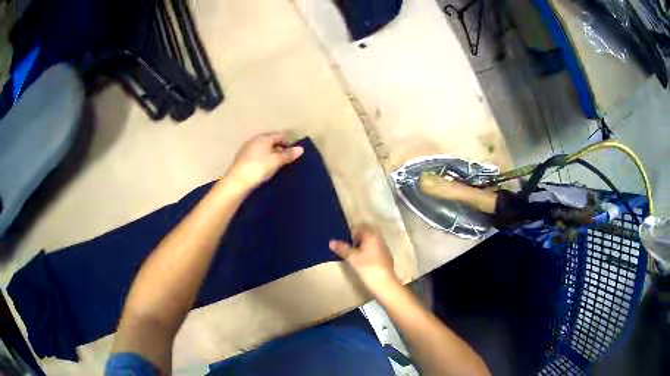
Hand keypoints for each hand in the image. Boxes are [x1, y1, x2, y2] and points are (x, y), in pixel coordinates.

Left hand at [226, 132, 303, 190]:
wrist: (237, 181)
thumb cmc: (259, 168)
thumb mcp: (277, 161)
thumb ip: (288, 155)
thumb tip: (301, 149)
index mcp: (264, 137)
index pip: (280, 135)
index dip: (288, 143)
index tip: (293, 154)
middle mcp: (255, 140)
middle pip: (271, 141)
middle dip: (280, 149)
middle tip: (286, 161)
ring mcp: (247, 149)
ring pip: (263, 149)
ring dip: (271, 155)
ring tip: (276, 167)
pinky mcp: (242, 159)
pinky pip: (257, 156)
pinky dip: (263, 160)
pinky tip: (264, 170)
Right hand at [329, 225, 397, 292]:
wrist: (384, 282)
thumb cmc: (368, 267)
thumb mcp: (352, 258)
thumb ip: (342, 248)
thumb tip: (331, 242)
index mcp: (371, 235)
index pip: (359, 227)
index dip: (350, 232)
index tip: (344, 239)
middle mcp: (379, 238)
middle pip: (366, 233)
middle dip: (357, 237)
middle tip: (349, 245)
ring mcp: (384, 246)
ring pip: (371, 240)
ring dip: (363, 244)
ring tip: (355, 253)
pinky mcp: (386, 255)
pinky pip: (375, 247)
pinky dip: (369, 250)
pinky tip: (364, 259)